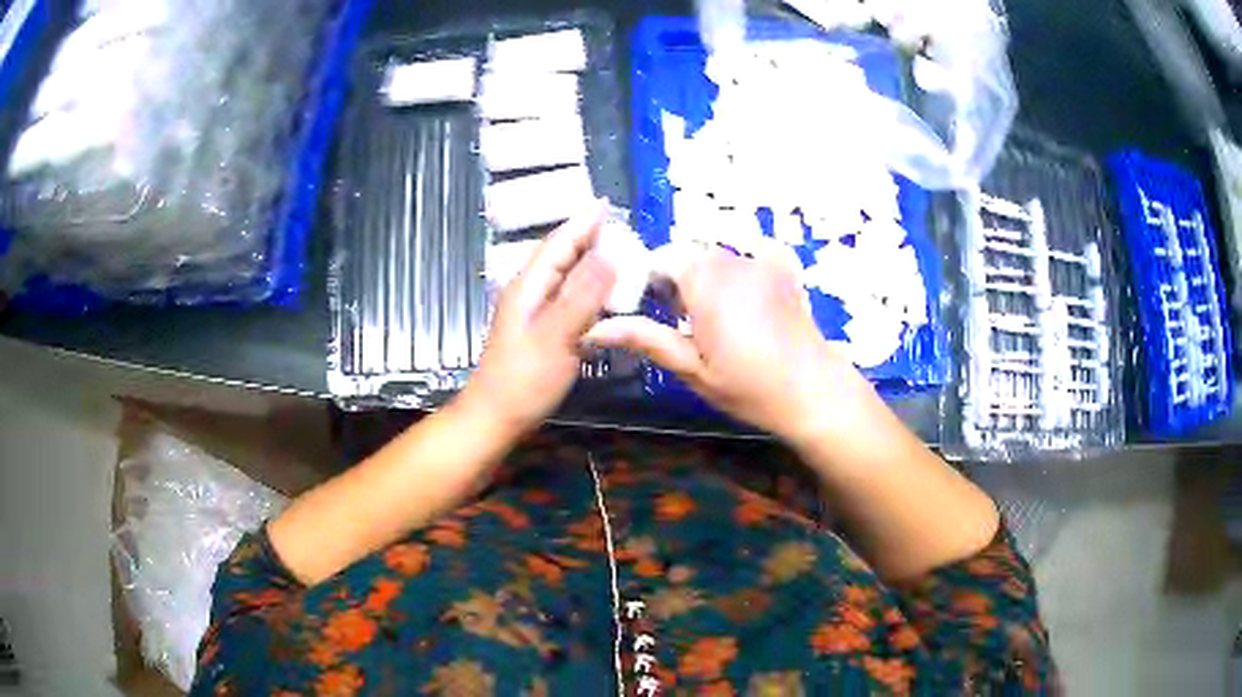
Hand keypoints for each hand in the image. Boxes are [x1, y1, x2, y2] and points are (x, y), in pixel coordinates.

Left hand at [457, 202, 615, 437]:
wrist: (495, 417)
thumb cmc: (523, 380)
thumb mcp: (555, 337)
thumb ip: (581, 297)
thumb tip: (609, 255)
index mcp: (530, 287)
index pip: (558, 244)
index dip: (582, 222)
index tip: (606, 202)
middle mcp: (530, 293)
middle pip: (561, 256)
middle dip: (588, 237)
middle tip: (622, 226)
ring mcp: (534, 313)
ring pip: (565, 276)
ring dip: (590, 261)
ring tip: (620, 253)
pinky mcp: (542, 331)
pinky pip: (569, 299)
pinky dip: (589, 290)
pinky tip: (605, 296)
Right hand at [586, 244, 868, 442]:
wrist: (814, 392)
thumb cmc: (749, 386)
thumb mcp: (691, 368)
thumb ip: (645, 338)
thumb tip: (594, 328)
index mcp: (704, 279)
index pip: (661, 258)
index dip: (651, 282)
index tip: (654, 313)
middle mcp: (733, 259)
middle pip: (692, 256)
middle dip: (681, 282)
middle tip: (687, 326)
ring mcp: (764, 262)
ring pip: (721, 258)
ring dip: (712, 280)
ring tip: (721, 323)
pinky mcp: (786, 271)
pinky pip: (755, 256)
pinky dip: (745, 270)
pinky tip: (752, 300)